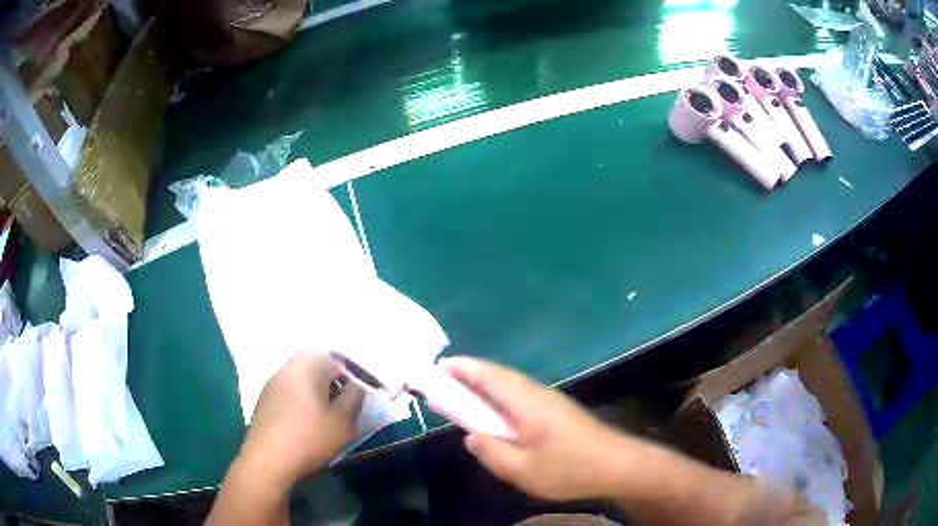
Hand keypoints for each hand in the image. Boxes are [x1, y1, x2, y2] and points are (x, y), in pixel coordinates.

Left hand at [237, 351, 364, 488]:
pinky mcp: (264, 402)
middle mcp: (285, 370)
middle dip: (331, 380)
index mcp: (303, 369)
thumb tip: (356, 385)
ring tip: (328, 415)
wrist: (267, 461)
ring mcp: (271, 386)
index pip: (330, 356)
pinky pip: (288, 391)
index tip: (357, 392)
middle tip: (344, 403)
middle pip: (312, 364)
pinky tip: (307, 423)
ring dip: (316, 391)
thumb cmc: (308, 439)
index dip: (348, 371)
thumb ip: (354, 398)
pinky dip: (302, 400)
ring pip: (300, 378)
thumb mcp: (342, 422)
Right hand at [439, 356, 629, 500]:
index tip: (438, 366)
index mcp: (527, 403)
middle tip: (442, 383)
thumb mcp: (523, 470)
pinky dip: (500, 397)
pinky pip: (520, 395)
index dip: (463, 368)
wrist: (618, 465)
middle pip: (499, 376)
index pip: (489, 376)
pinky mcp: (557, 410)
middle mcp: (538, 394)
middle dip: (469, 375)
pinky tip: (497, 415)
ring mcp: (550, 400)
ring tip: (462, 397)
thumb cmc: (570, 469)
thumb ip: (492, 452)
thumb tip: (471, 436)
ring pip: (511, 384)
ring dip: (484, 385)